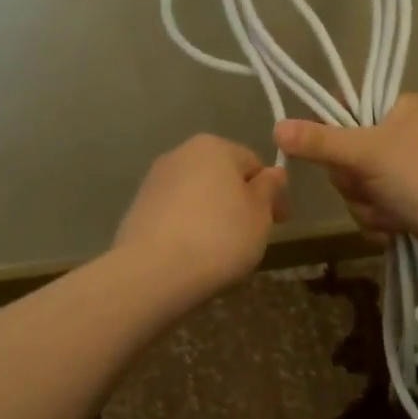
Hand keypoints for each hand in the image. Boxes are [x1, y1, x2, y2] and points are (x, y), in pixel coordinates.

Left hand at [114, 135, 288, 298]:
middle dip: (239, 202)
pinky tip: (192, 254)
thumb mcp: (260, 214)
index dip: (271, 193)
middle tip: (252, 237)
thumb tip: (273, 173)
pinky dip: (187, 227)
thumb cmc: (219, 238)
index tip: (279, 222)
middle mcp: (180, 154)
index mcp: (213, 146)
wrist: (153, 271)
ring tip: (220, 250)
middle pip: (222, 176)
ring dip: (212, 214)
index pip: (253, 163)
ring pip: (196, 195)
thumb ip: (270, 189)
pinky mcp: (137, 208)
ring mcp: (154, 180)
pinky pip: (174, 214)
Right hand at [274, 94, 417, 258]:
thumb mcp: (367, 152)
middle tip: (369, 183)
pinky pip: (375, 209)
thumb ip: (320, 141)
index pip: (351, 106)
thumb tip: (276, 127)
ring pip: (359, 187)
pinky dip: (381, 220)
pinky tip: (398, 227)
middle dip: (353, 179)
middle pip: (348, 153)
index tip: (329, 148)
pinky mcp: (414, 205)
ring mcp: (412, 173)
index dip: (333, 129)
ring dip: (367, 204)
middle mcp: (409, 135)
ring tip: (392, 211)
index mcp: (406, 107)